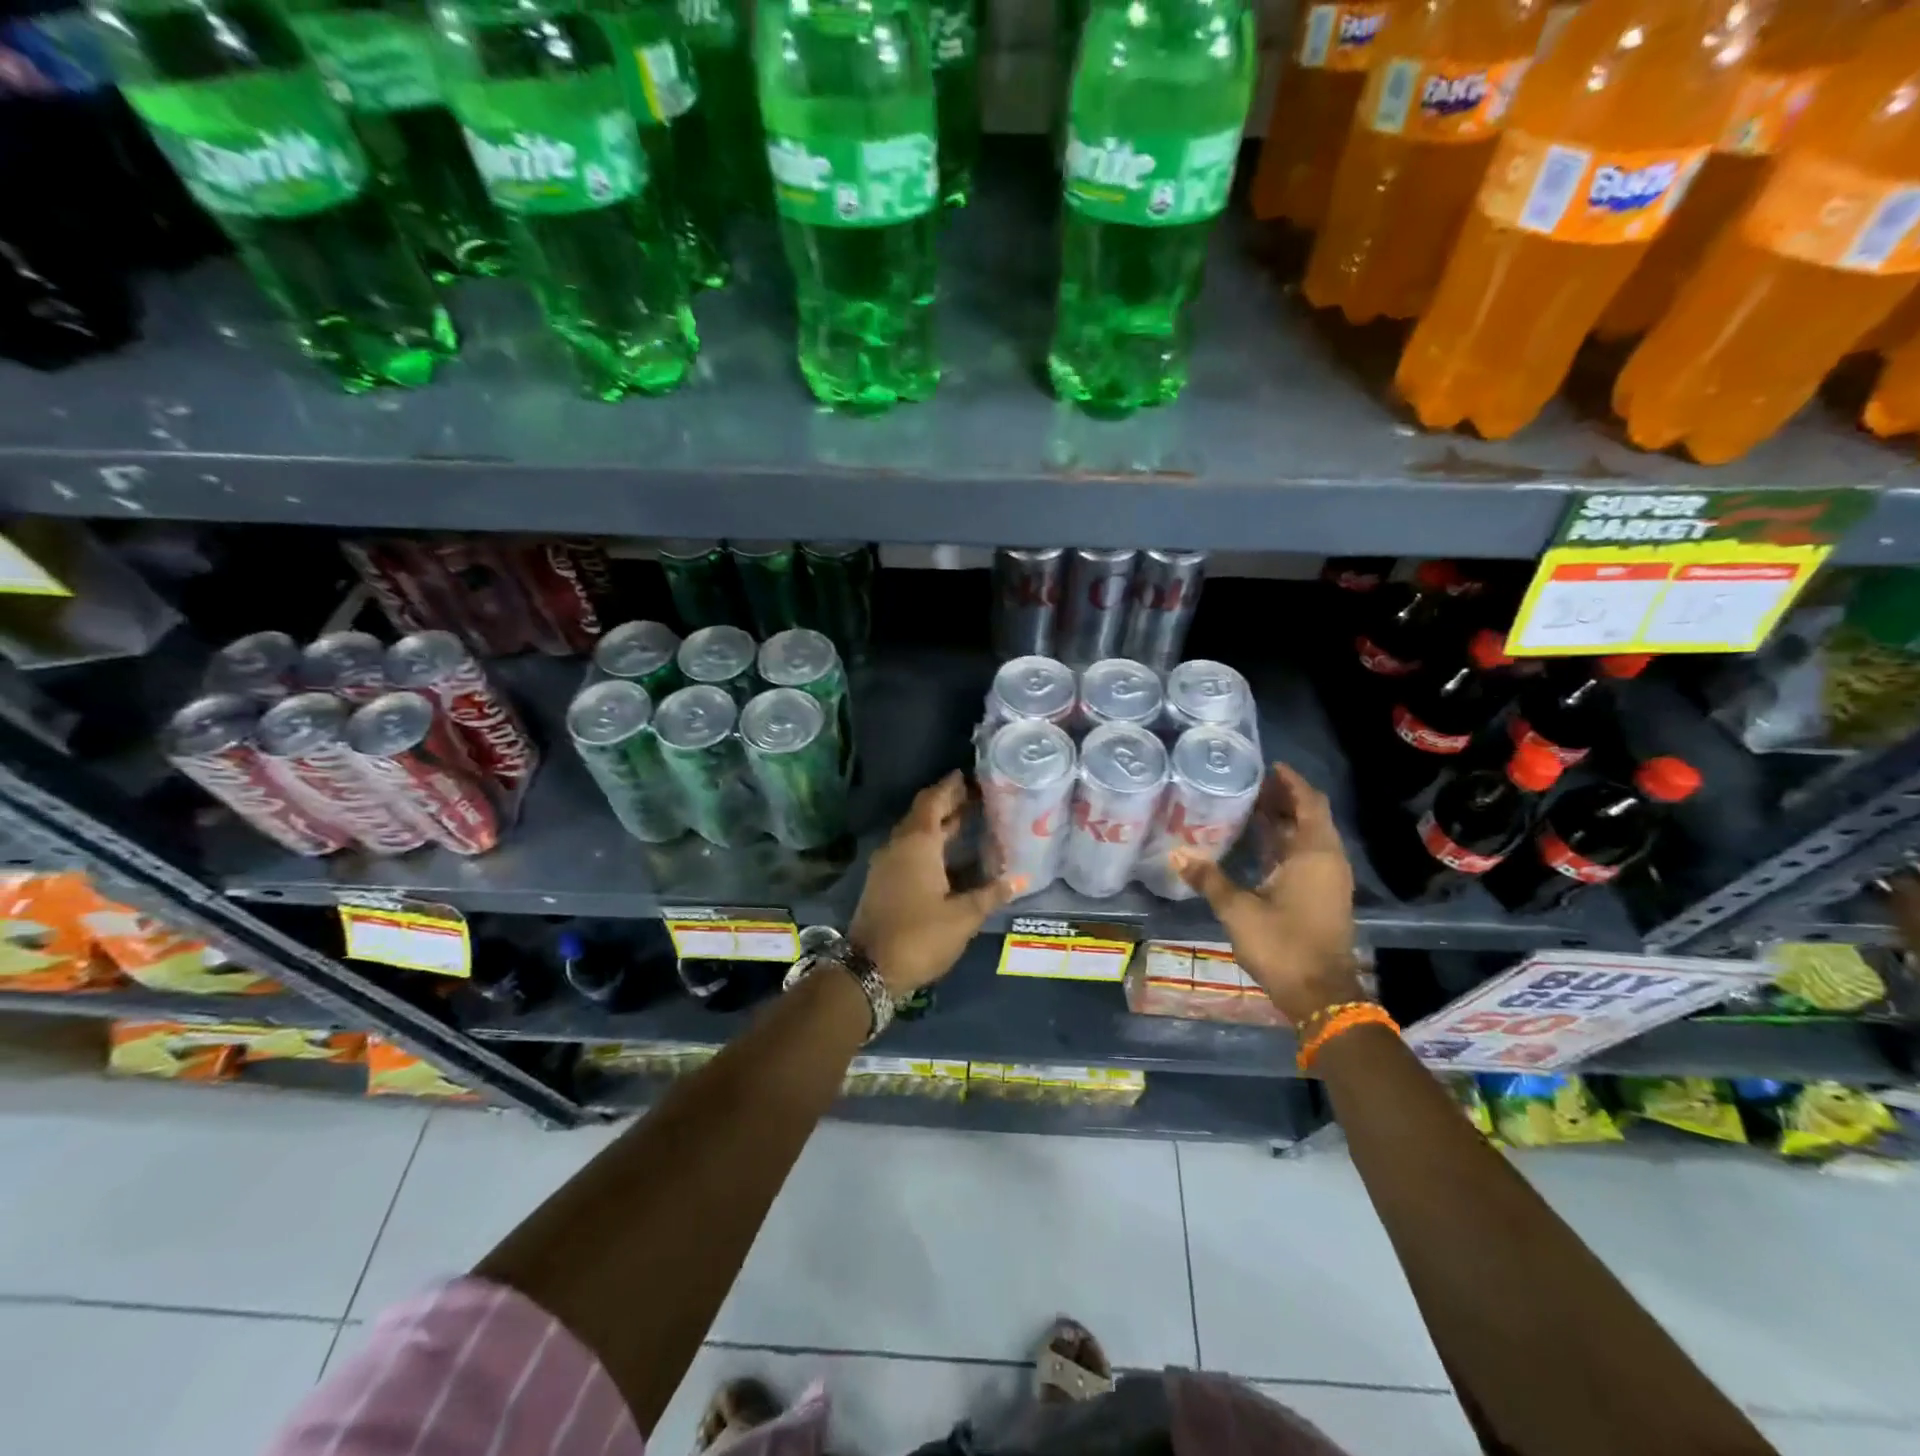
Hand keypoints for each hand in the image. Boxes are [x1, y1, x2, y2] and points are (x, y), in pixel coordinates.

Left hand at [850, 771, 1011, 995]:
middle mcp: (898, 846)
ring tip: (968, 820)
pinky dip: (929, 845)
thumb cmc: (920, 936)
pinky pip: (909, 851)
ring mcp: (887, 864)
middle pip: (923, 814)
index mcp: (917, 843)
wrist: (869, 969)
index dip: (950, 787)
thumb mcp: (963, 916)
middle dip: (948, 803)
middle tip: (976, 796)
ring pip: (915, 833)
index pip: (934, 801)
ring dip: (939, 825)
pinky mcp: (883, 882)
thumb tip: (1020, 879)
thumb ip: (990, 894)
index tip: (969, 775)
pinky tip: (950, 857)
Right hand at [1172, 762, 1363, 1025]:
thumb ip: (1209, 878)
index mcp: (1314, 853)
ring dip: (1284, 821)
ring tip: (1249, 807)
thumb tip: (1176, 853)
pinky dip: (1286, 844)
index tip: (1267, 766)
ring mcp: (1328, 880)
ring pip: (1308, 838)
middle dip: (1283, 799)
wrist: (1321, 995)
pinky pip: (1306, 856)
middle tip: (1249, 784)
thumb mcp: (1238, 910)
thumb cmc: (1282, 944)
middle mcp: (1327, 860)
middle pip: (1309, 816)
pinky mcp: (1323, 897)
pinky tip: (1258, 845)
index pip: (1308, 802)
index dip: (1290, 782)